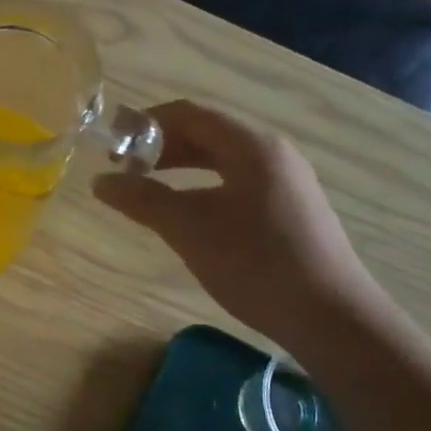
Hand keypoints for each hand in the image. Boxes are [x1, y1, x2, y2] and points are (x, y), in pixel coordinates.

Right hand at [93, 100, 379, 352]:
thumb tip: (100, 182)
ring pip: (222, 160)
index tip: (111, 145)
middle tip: (123, 169)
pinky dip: (203, 186)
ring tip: (147, 188)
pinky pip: (237, 182)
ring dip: (181, 167)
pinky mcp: (290, 209)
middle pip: (207, 133)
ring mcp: (286, 181)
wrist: (330, 316)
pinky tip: (188, 213)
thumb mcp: (189, 229)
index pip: (189, 113)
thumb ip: (143, 199)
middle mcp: (273, 153)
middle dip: (161, 146)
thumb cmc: (255, 263)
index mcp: (251, 145)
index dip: (145, 123)